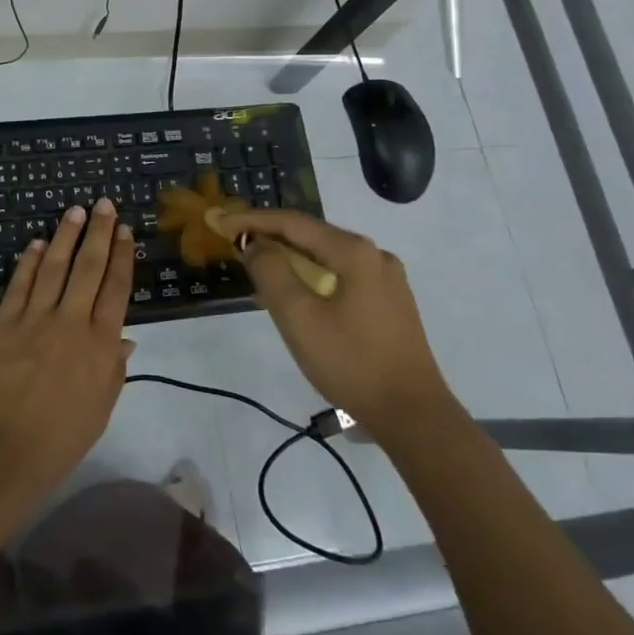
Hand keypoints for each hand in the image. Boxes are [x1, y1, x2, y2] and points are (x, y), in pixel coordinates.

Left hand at [0, 198, 134, 499]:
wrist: (4, 451)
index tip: (126, 232)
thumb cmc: (61, 438)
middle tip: (105, 204)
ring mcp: (35, 319)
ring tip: (75, 211)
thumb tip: (125, 337)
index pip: (116, 289)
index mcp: (101, 345)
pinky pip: (20, 284)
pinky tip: (36, 242)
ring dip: (66, 235)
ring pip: (55, 266)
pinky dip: (29, 261)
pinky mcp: (4, 322)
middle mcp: (72, 322)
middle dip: (100, 233)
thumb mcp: (101, 408)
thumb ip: (114, 369)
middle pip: (89, 268)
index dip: (123, 257)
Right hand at [213, 208, 452, 441]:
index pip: (293, 222)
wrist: (412, 414)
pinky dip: (312, 275)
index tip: (221, 222)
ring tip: (258, 265)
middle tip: (235, 241)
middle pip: (312, 235)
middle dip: (271, 235)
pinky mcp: (390, 303)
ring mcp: (387, 279)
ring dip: (290, 257)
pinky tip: (296, 291)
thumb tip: (255, 244)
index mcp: (354, 252)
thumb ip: (271, 272)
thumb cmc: (350, 362)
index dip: (252, 220)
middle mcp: (374, 255)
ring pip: (327, 256)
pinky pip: (341, 275)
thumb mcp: (298, 317)